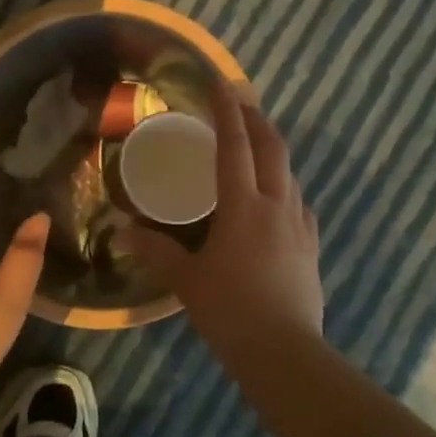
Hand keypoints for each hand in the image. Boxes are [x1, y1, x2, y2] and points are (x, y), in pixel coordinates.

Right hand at [126, 85, 323, 359]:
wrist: (285, 353)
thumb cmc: (230, 311)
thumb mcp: (187, 281)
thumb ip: (157, 252)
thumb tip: (124, 233)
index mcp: (243, 207)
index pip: (235, 147)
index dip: (226, 112)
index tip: (220, 83)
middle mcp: (276, 206)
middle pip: (272, 149)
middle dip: (257, 120)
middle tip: (240, 102)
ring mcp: (300, 226)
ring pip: (290, 174)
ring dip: (273, 151)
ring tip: (255, 146)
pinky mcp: (311, 247)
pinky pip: (299, 203)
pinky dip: (285, 186)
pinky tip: (276, 198)